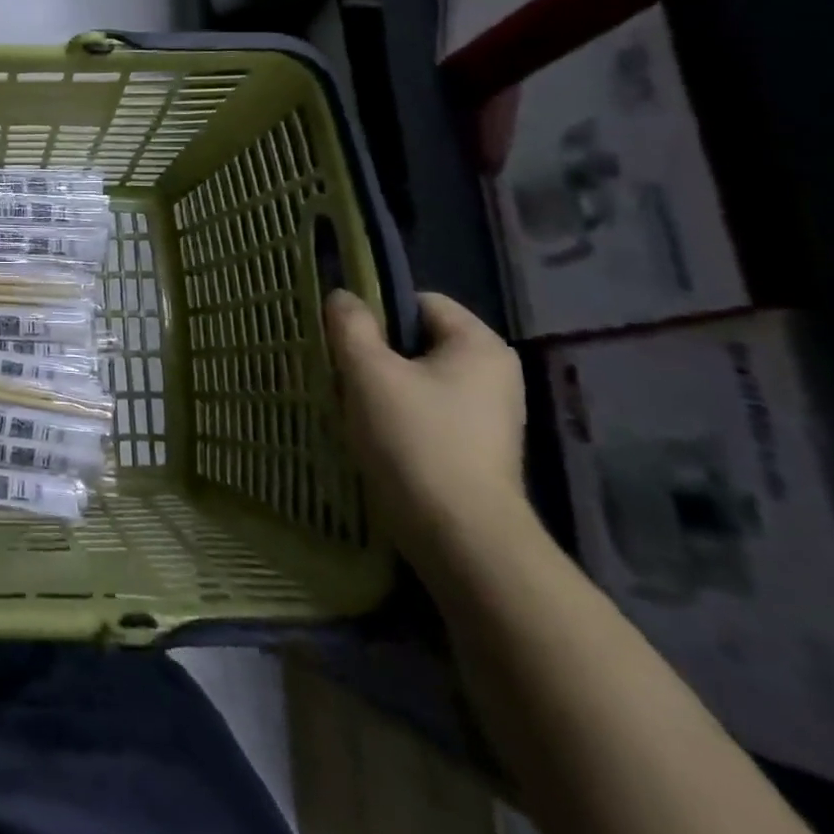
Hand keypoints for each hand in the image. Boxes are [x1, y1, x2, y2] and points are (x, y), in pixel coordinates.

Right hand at [324, 289, 529, 574]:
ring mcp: (489, 414)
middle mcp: (494, 373)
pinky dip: (396, 415)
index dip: (376, 311)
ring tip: (350, 405)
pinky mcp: (475, 448)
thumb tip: (343, 297)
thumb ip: (351, 325)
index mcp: (479, 345)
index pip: (419, 301)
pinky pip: (426, 411)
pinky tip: (371, 434)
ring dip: (379, 386)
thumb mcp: (368, 372)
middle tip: (339, 371)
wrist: (460, 537)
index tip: (343, 338)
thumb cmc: (415, 439)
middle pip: (417, 341)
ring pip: (416, 378)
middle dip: (373, 352)